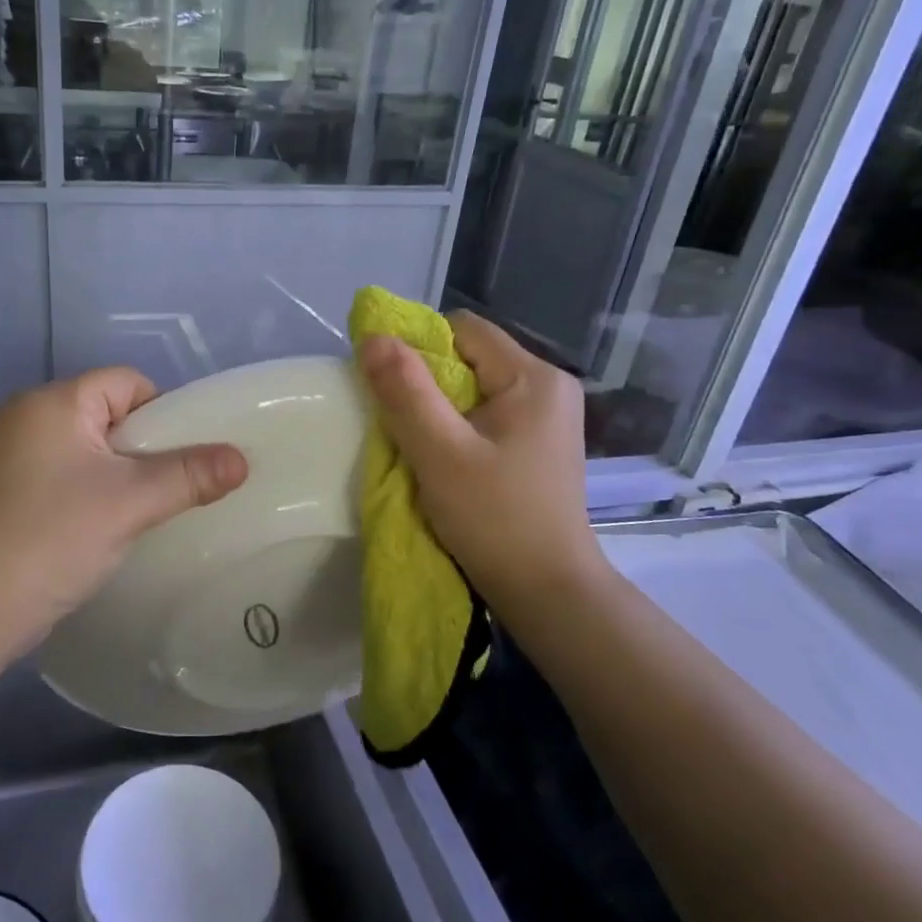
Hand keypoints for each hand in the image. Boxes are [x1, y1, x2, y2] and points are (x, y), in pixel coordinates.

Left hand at [0, 368, 247, 663]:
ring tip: (136, 513)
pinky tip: (98, 527)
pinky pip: (61, 473)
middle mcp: (23, 415)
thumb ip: (190, 475)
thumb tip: (242, 458)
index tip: (182, 460)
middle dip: (142, 448)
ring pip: (85, 448)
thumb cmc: (52, 540)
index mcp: (52, 402)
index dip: (163, 414)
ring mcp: (6, 454)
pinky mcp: (0, 489)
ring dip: (116, 474)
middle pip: (106, 413)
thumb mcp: (130, 503)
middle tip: (164, 490)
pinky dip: (87, 491)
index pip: (126, 382)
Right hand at [357, 312, 605, 617]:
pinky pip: (486, 415)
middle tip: (402, 424)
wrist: (548, 592)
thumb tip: (372, 336)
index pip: (463, 329)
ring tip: (423, 447)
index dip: (418, 348)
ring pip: (474, 388)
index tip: (391, 388)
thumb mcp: (440, 453)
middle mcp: (549, 386)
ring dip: (439, 409)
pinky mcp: (539, 444)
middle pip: (469, 357)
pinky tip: (447, 461)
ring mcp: (547, 417)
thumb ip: (405, 391)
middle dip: (427, 383)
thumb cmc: (495, 519)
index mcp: (534, 377)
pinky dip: (458, 428)